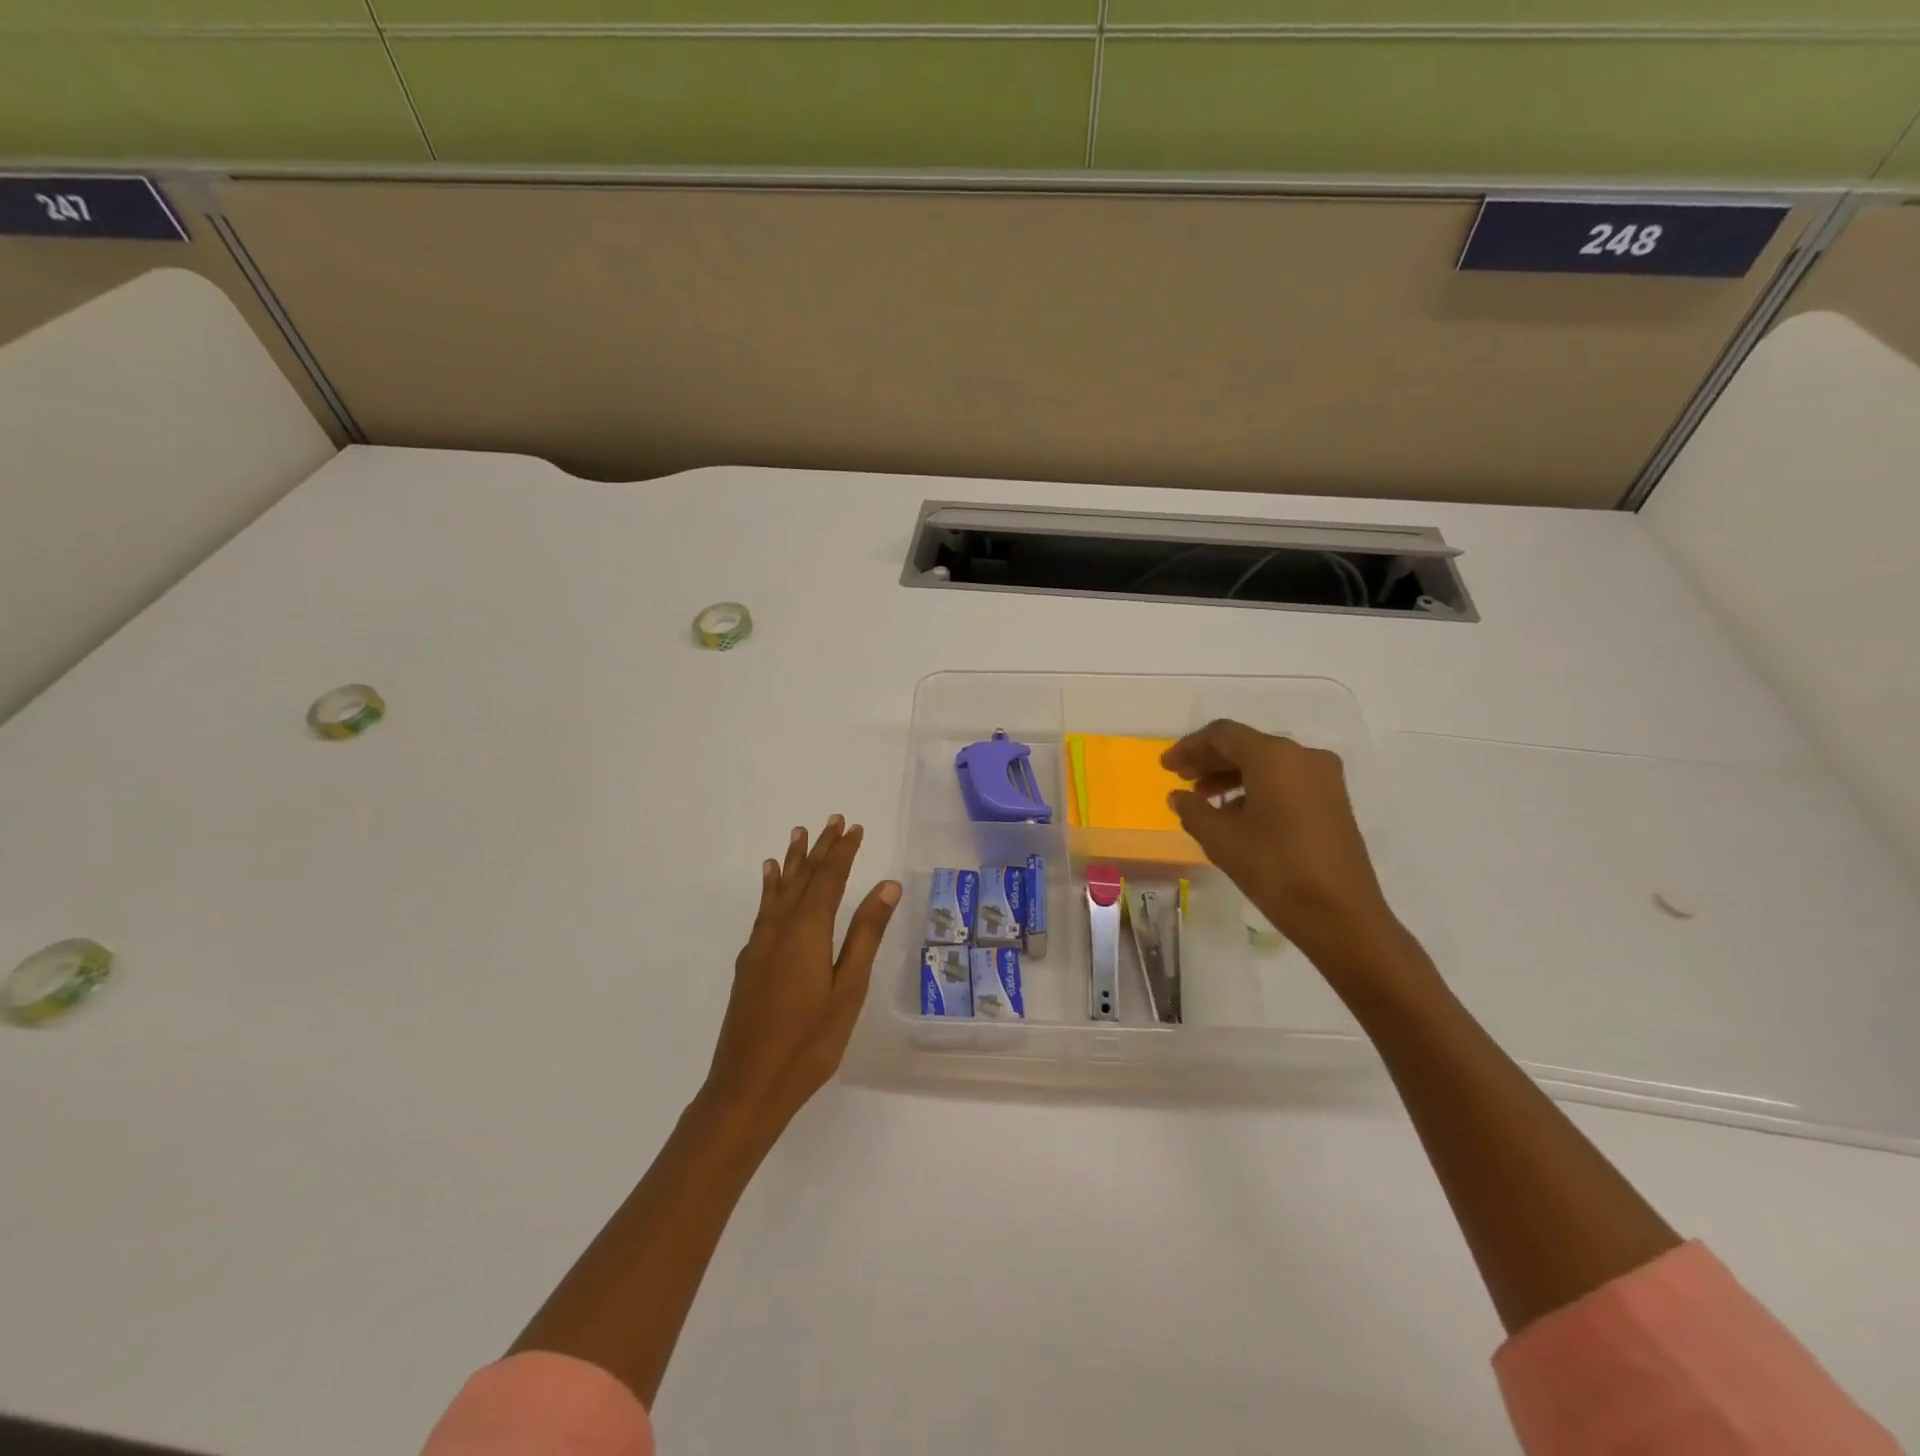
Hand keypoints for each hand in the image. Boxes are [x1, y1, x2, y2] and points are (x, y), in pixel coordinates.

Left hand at [704, 816, 900, 1134]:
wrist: (747, 1087)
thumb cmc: (809, 1042)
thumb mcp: (848, 989)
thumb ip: (865, 934)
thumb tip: (886, 885)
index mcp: (807, 931)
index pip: (828, 879)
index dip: (843, 851)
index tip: (855, 827)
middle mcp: (779, 929)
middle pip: (802, 878)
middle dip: (819, 848)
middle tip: (832, 820)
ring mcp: (759, 946)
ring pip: (778, 891)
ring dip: (791, 862)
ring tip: (796, 835)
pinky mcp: (748, 964)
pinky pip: (763, 910)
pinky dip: (770, 888)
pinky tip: (770, 882)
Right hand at [1161, 720, 1396, 960]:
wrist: (1340, 914)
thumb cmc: (1274, 868)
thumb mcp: (1221, 839)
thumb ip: (1193, 810)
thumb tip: (1179, 796)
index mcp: (1274, 756)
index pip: (1223, 734)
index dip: (1189, 747)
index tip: (1166, 767)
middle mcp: (1302, 756)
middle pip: (1246, 745)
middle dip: (1210, 760)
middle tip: (1180, 780)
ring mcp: (1323, 778)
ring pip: (1267, 763)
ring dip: (1231, 775)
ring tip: (1204, 800)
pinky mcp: (1332, 801)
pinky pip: (1285, 780)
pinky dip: (1256, 788)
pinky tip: (1235, 814)